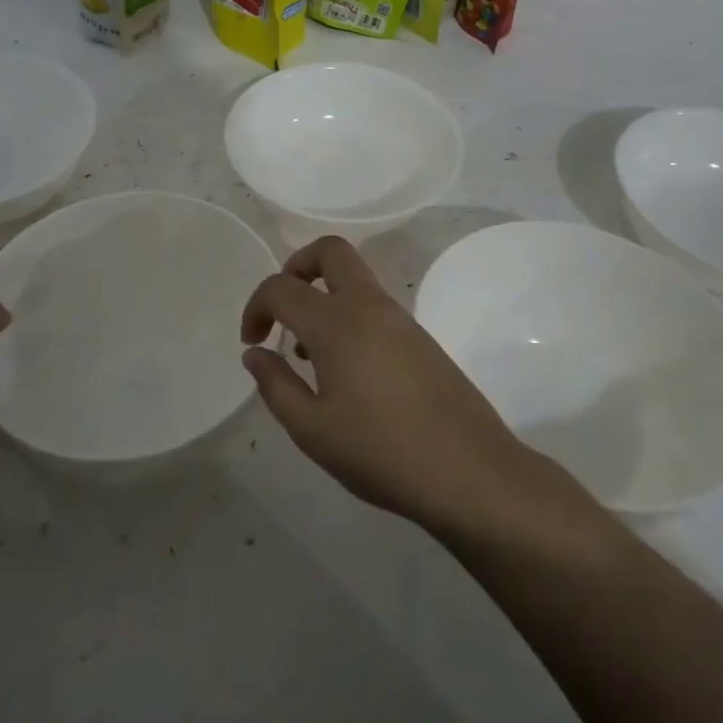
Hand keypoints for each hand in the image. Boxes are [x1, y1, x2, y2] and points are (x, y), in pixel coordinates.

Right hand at [240, 236, 527, 535]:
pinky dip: (348, 316)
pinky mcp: (421, 338)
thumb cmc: (381, 452)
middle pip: (330, 251)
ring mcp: (400, 319)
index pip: (281, 287)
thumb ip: (276, 385)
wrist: (470, 472)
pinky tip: (345, 370)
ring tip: (308, 354)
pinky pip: (374, 306)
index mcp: (336, 322)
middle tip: (282, 310)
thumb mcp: (312, 429)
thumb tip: (255, 353)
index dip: (255, 307)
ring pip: (355, 278)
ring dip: (323, 295)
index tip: (252, 342)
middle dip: (297, 266)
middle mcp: (369, 306)